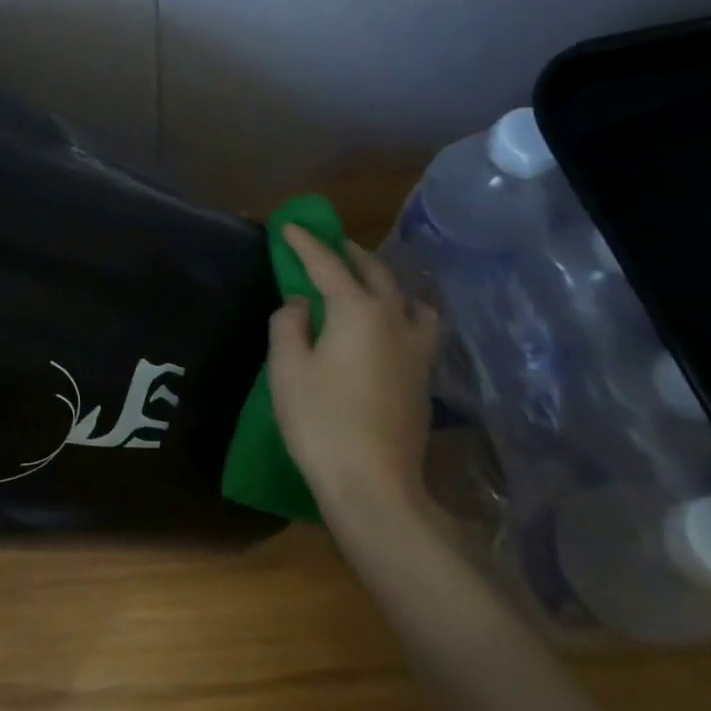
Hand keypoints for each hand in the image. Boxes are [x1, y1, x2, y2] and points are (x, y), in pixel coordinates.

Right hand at [267, 225, 439, 527]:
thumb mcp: (287, 368)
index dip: (305, 244)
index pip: (327, 265)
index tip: (288, 226)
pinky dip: (401, 308)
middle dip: (348, 253)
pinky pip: (417, 323)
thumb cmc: (320, 421)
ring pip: (406, 297)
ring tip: (365, 280)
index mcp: (358, 312)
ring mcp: (416, 349)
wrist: (374, 484)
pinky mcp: (423, 376)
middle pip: (375, 273)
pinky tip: (388, 323)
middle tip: (326, 244)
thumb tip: (300, 303)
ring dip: (383, 279)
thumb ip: (289, 324)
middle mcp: (394, 320)